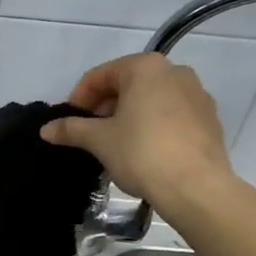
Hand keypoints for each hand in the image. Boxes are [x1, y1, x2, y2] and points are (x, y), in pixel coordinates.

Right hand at [40, 53, 233, 205]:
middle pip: (127, 85)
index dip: (78, 99)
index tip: (68, 123)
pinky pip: (171, 116)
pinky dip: (152, 126)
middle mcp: (175, 72)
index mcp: (145, 67)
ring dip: (128, 117)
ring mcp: (197, 95)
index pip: (100, 76)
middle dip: (104, 108)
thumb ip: (71, 129)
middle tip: (89, 134)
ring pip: (151, 100)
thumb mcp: (99, 140)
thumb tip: (46, 130)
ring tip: (114, 145)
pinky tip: (143, 152)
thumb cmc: (141, 152)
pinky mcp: (209, 119)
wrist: (196, 187)